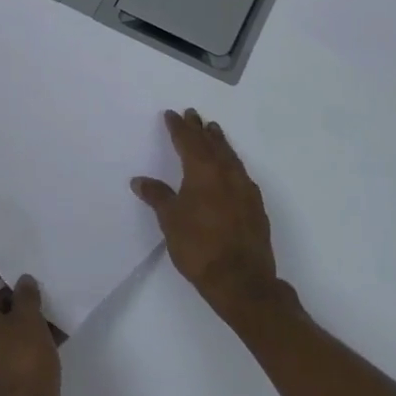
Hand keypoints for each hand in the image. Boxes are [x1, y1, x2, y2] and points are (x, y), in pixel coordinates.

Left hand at [0, 265, 62, 395]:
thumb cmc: (22, 363)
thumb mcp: (30, 320)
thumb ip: (26, 295)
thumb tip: (22, 282)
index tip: (11, 267)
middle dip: (9, 297)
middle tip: (35, 293)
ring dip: (18, 322)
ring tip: (48, 317)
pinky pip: (2, 353)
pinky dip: (19, 344)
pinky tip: (49, 343)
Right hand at [132, 109, 278, 319]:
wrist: (242, 281)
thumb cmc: (199, 247)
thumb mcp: (170, 221)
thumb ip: (157, 196)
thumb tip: (140, 180)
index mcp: (203, 172)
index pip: (188, 142)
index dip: (179, 128)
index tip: (172, 114)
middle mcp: (226, 174)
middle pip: (212, 144)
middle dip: (200, 129)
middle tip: (193, 114)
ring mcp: (244, 189)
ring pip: (230, 156)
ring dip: (219, 142)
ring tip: (213, 131)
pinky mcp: (255, 206)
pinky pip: (241, 173)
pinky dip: (231, 162)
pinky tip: (230, 167)